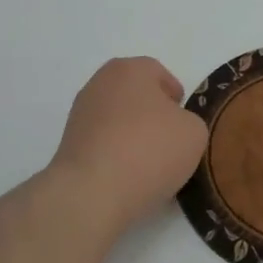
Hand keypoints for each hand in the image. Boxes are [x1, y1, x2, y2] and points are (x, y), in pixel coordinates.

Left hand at [48, 57, 208, 235]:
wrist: (92, 192)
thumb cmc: (149, 150)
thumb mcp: (194, 132)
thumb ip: (188, 121)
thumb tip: (172, 130)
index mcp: (130, 69)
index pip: (158, 73)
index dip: (175, 96)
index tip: (184, 120)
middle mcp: (100, 83)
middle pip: (134, 95)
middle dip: (152, 114)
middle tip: (170, 140)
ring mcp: (80, 114)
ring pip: (116, 119)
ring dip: (132, 135)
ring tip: (149, 164)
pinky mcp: (68, 145)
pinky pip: (102, 143)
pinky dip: (115, 155)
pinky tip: (128, 177)